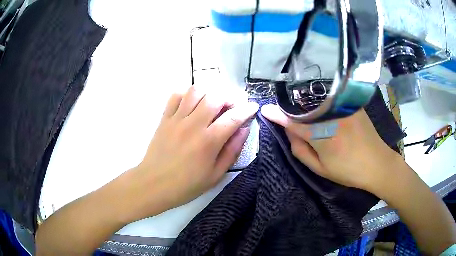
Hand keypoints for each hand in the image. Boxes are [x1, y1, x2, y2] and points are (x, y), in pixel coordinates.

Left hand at [131, 86, 258, 218]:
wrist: (153, 185)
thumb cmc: (186, 185)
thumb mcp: (215, 175)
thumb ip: (232, 151)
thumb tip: (243, 130)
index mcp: (208, 141)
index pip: (233, 117)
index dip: (247, 109)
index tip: (253, 106)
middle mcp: (193, 125)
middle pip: (215, 97)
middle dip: (229, 97)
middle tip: (232, 106)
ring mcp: (177, 119)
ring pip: (195, 91)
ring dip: (209, 93)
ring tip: (212, 103)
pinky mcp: (164, 119)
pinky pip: (175, 96)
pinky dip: (186, 94)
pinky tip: (191, 104)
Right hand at [261, 104, 399, 192]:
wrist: (377, 163)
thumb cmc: (348, 171)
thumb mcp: (320, 169)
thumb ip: (300, 151)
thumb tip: (290, 133)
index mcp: (322, 136)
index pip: (293, 122)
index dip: (278, 115)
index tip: (266, 109)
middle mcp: (331, 116)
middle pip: (304, 108)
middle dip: (294, 113)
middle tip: (294, 123)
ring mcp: (343, 108)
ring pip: (317, 102)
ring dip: (308, 108)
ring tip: (311, 120)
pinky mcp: (351, 104)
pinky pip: (330, 100)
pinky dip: (322, 104)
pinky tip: (325, 113)